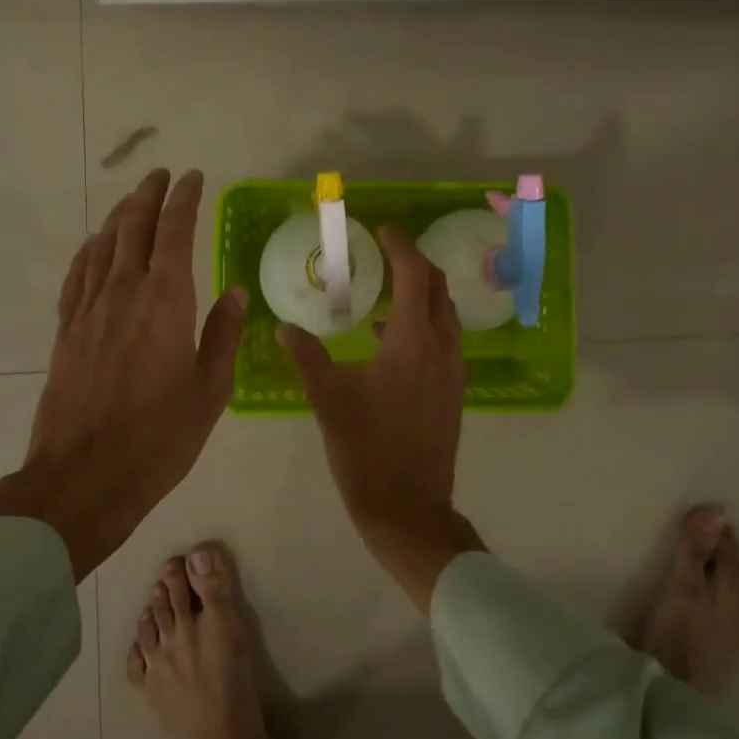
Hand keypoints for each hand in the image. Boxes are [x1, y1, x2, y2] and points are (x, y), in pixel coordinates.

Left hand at [0, 168, 245, 578]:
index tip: (193, 178)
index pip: (174, 231)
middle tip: (161, 175)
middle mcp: (124, 292)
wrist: (84, 477)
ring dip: (119, 215)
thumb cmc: (159, 437)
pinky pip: (78, 275)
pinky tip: (95, 245)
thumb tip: (234, 292)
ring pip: (102, 245)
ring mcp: (89, 310)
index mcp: (166, 301)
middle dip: (148, 195)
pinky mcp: (66, 330)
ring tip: (132, 199)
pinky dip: (89, 250)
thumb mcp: (210, 390)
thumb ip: (222, 335)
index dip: (184, 199)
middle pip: (133, 227)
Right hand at [279, 224, 483, 611]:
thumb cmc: (365, 448)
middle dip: (416, 263)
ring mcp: (454, 370)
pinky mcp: (455, 390)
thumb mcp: (328, 397)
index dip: (401, 247)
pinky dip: (424, 322)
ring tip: (387, 290)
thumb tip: (284, 328)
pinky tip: (390, 338)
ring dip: (422, 293)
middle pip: (438, 288)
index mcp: (413, 342)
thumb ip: (306, 355)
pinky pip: (445, 339)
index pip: (415, 276)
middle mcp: (442, 347)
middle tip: (387, 251)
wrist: (407, 507)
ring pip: (445, 314)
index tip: (383, 230)